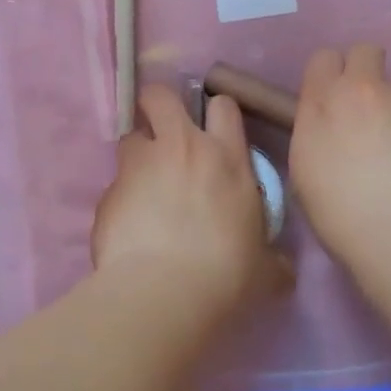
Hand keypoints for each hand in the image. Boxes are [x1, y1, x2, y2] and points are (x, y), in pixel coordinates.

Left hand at [92, 85, 291, 321]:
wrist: (163, 294)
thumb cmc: (226, 275)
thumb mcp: (265, 268)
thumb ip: (273, 259)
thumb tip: (283, 269)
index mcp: (226, 158)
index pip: (222, 106)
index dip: (216, 114)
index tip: (212, 132)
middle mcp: (181, 148)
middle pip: (160, 96)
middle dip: (158, 106)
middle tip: (163, 133)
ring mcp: (139, 166)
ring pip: (130, 137)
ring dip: (137, 155)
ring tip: (143, 187)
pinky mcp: (107, 192)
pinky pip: (113, 185)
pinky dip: (121, 199)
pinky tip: (128, 228)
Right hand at [289, 44, 390, 261]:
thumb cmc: (336, 207)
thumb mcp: (303, 169)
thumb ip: (315, 132)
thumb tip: (329, 128)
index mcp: (323, 100)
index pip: (324, 57)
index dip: (328, 74)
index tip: (328, 97)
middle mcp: (365, 90)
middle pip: (366, 51)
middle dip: (364, 69)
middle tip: (362, 104)